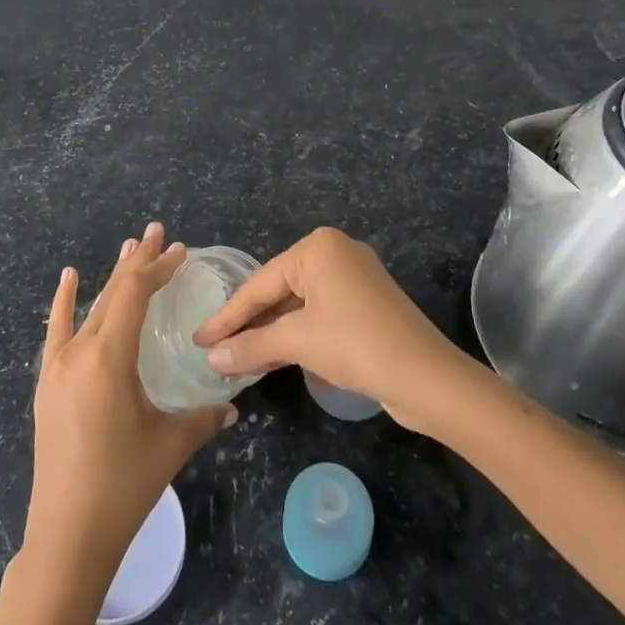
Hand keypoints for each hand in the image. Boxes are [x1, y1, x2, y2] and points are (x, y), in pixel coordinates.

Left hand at [25, 223, 235, 584]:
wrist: (66, 536)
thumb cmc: (122, 486)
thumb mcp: (170, 445)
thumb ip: (204, 418)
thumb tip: (232, 406)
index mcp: (109, 358)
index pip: (134, 295)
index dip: (157, 268)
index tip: (179, 249)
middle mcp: (79, 351)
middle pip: (112, 293)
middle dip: (138, 262)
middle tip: (157, 232)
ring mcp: (58, 366)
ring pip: (89, 308)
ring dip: (111, 278)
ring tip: (129, 248)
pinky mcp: (47, 384)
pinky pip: (56, 332)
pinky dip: (65, 302)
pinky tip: (69, 278)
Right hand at [193, 227, 467, 427]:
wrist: (426, 377)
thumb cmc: (355, 344)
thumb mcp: (297, 342)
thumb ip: (250, 346)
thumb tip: (210, 358)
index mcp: (317, 247)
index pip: (260, 283)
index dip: (227, 315)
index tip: (198, 338)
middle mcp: (336, 252)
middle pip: (278, 290)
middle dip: (249, 323)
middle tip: (215, 349)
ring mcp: (354, 277)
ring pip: (298, 304)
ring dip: (271, 332)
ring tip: (238, 358)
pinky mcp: (366, 303)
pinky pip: (319, 313)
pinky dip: (296, 333)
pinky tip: (275, 356)